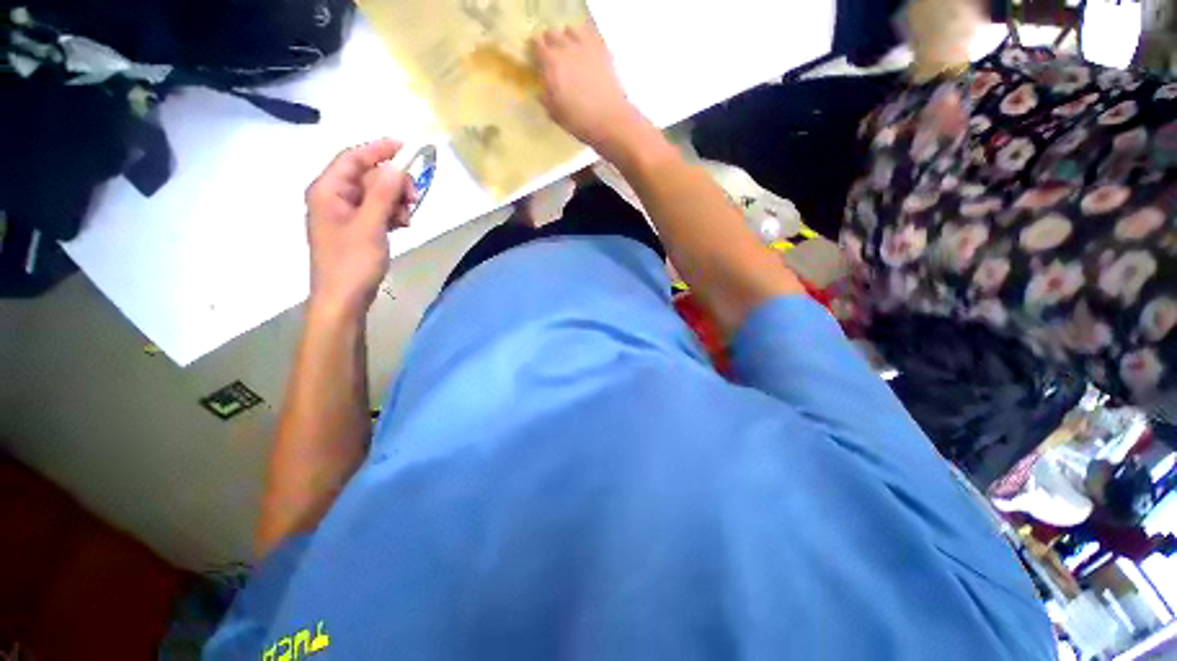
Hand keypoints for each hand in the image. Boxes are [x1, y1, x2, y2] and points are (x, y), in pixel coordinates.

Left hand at [305, 139, 414, 318]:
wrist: (344, 299)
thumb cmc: (352, 262)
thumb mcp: (370, 226)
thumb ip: (382, 194)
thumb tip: (396, 167)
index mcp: (327, 190)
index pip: (352, 158)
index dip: (378, 150)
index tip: (406, 148)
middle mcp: (333, 197)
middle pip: (367, 176)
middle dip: (393, 183)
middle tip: (414, 198)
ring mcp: (345, 214)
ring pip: (375, 194)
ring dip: (395, 201)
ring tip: (407, 218)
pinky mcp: (356, 228)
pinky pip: (377, 210)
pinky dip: (391, 214)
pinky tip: (402, 225)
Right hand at [533, 21, 645, 156]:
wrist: (609, 120)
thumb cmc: (579, 121)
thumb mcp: (555, 114)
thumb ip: (545, 97)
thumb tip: (542, 91)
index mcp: (551, 63)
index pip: (537, 44)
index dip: (536, 50)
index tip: (537, 59)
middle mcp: (566, 48)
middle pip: (553, 34)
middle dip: (551, 43)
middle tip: (553, 57)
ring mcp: (586, 46)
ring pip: (571, 30)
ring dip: (568, 38)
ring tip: (571, 52)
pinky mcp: (603, 50)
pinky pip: (591, 35)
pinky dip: (586, 40)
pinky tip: (587, 52)